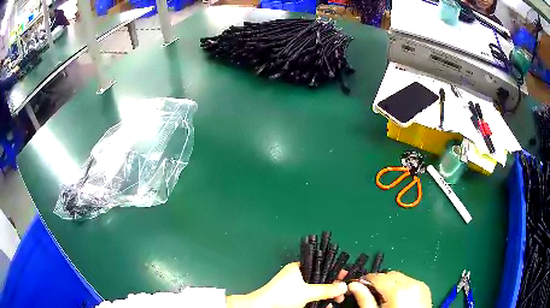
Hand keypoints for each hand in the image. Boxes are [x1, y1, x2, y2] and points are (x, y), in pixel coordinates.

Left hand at [226, 262, 346, 307]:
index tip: (345, 276)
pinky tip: (327, 304)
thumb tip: (343, 286)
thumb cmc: (281, 296)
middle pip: (320, 278)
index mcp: (298, 268)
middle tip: (343, 292)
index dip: (334, 271)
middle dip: (333, 286)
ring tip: (337, 300)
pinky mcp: (295, 295)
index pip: (321, 266)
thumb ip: (325, 289)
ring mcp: (296, 286)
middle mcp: (298, 275)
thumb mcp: (306, 292)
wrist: (263, 307)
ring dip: (328, 293)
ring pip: (317, 288)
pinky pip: (311, 295)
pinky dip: (320, 298)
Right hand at [348, 271, 431, 307]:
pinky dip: (401, 286)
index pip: (377, 277)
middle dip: (379, 281)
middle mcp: (411, 283)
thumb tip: (353, 286)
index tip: (358, 286)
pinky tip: (397, 299)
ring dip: (390, 283)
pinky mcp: (425, 289)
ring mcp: (420, 285)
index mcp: (397, 291)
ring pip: (400, 277)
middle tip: (370, 294)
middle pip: (390, 275)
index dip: (366, 280)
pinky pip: (409, 281)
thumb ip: (364, 299)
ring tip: (384, 298)